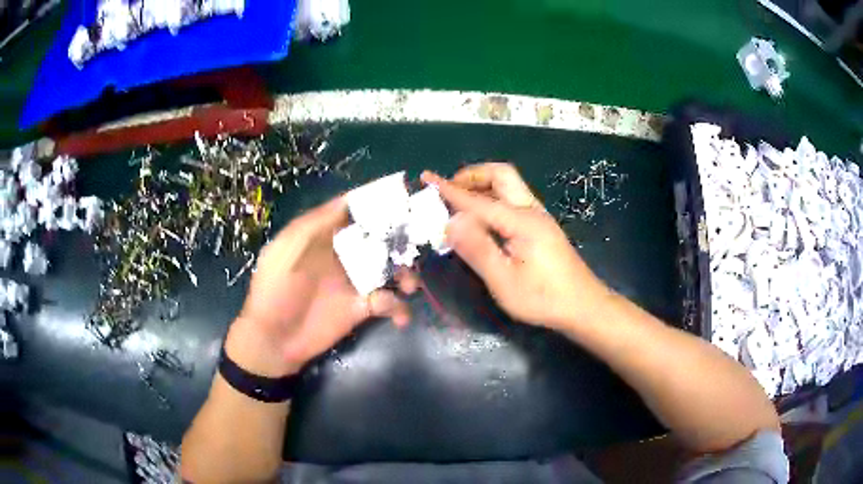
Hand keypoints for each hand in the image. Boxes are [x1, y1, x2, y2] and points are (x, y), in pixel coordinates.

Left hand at [225, 196, 413, 376]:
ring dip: (406, 275)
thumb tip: (346, 200)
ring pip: (390, 270)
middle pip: (380, 240)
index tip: (403, 194)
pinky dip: (398, 308)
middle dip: (401, 240)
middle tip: (416, 244)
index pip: (354, 214)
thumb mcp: (286, 251)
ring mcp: (355, 282)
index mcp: (325, 237)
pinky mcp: (361, 309)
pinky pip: (388, 303)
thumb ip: (314, 225)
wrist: (274, 339)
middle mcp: (344, 255)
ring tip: (409, 285)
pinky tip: (398, 316)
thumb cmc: (275, 291)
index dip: (376, 203)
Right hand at [422, 163, 611, 329]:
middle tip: (449, 190)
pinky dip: (493, 197)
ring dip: (483, 185)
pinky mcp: (542, 227)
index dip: (450, 190)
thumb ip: (477, 249)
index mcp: (521, 221)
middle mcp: (531, 211)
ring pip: (509, 185)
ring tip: (461, 201)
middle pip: (502, 175)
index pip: (478, 201)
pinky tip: (484, 218)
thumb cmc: (543, 298)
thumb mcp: (505, 280)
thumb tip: (451, 221)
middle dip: (472, 176)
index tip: (427, 178)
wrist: (584, 306)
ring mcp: (539, 217)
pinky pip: (514, 199)